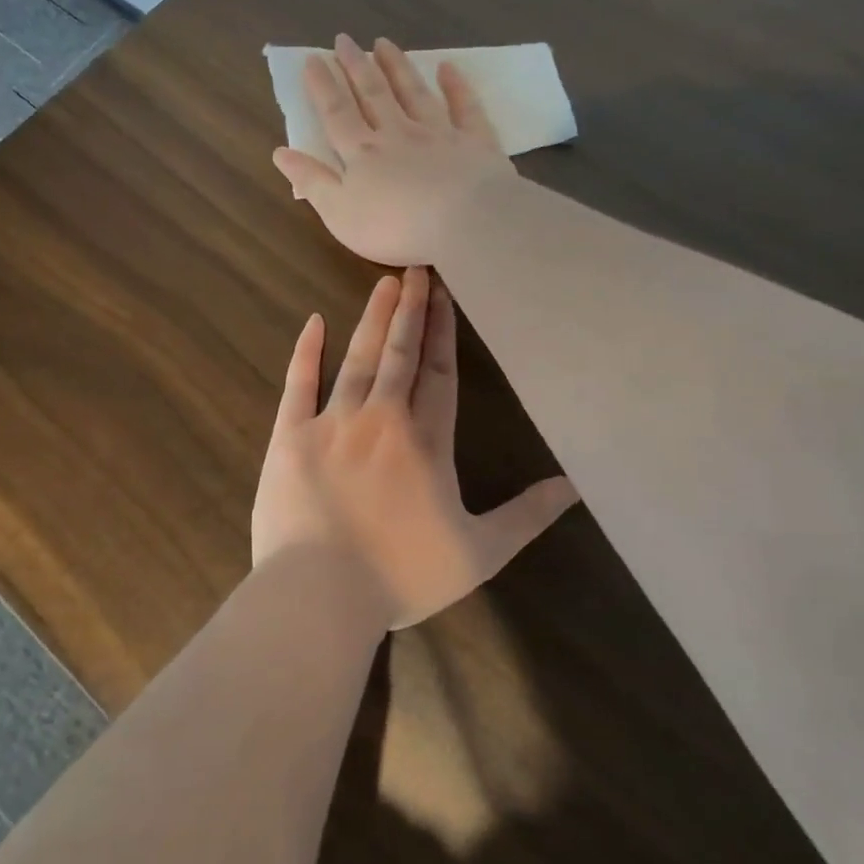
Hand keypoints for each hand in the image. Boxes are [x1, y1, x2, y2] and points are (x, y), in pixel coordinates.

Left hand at [251, 266, 577, 630]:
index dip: (443, 333)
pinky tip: (315, 322)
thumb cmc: (401, 576)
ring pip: (358, 359)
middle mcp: (382, 419)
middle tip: (415, 270)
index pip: (440, 374)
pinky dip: (307, 351)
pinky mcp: (289, 437)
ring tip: (385, 283)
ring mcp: (332, 424)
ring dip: (373, 320)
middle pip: (401, 354)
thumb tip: (574, 486)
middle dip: (411, 311)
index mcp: (426, 442)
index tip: (444, 296)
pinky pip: (298, 384)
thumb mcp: (479, 553)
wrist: (320, 593)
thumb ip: (526, 516)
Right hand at [273, 35, 516, 266]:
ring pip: (414, 93)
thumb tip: (280, 152)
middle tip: (344, 39)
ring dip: (397, 68)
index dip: (322, 87)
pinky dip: (456, 86)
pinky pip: (464, 108)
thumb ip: (312, 182)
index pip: (337, 114)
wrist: (464, 222)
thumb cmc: (395, 226)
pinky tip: (448, 68)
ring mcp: (439, 134)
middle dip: (356, 66)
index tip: (314, 59)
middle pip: (373, 95)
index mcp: (363, 154)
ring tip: (384, 43)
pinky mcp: (475, 143)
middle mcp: (398, 134)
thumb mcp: (340, 213)